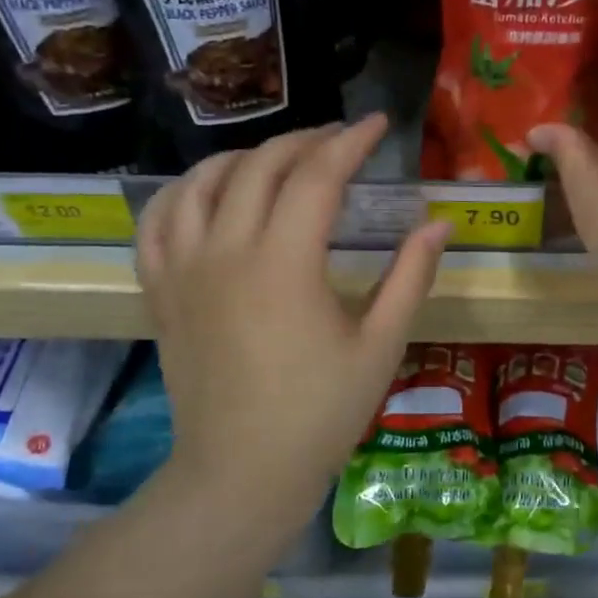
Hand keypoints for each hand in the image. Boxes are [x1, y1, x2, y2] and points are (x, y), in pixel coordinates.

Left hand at [135, 115, 450, 531]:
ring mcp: (184, 269)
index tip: (380, 124)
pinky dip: (183, 191)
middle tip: (341, 139)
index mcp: (285, 264)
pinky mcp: (160, 291)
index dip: (352, 142)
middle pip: (262, 166)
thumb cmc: (320, 413)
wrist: (240, 473)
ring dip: (246, 156)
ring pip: (203, 181)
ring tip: (281, 159)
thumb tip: (441, 223)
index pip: (318, 176)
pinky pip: (157, 220)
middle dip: (306, 140)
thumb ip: (411, 276)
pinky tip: (209, 190)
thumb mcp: (381, 345)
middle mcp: (226, 252)